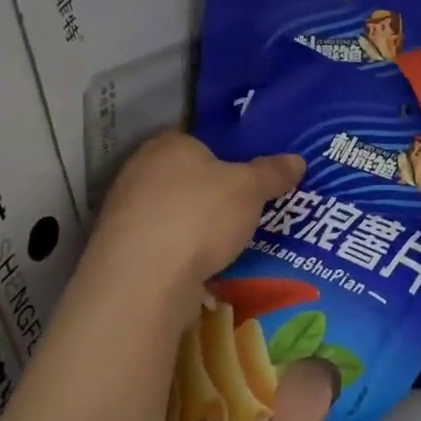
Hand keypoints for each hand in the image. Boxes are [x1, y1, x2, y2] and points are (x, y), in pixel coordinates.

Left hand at [94, 132, 304, 286]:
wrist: (143, 281)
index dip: (228, 155)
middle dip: (216, 193)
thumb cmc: (199, 217)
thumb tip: (297, 159)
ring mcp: (126, 212)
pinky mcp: (123, 250)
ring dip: (199, 226)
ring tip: (234, 242)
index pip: (201, 140)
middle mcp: (140, 171)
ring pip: (176, 213)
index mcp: (168, 145)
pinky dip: (184, 252)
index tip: (252, 175)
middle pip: (188, 177)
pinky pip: (165, 243)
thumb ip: (272, 172)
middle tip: (250, 209)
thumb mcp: (250, 189)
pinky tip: (207, 267)